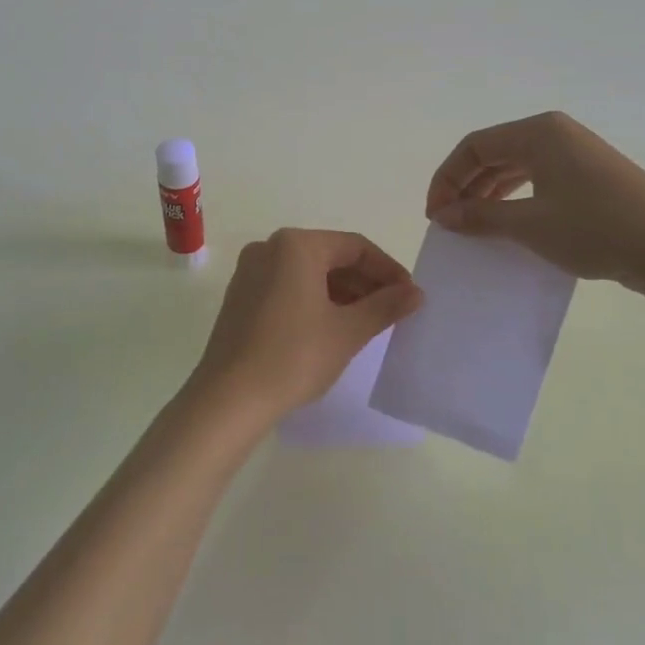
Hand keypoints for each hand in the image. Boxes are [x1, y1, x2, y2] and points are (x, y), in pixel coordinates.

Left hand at [186, 229, 422, 424]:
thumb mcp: (348, 331)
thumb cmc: (294, 356)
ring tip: (366, 322)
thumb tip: (415, 292)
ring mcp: (250, 271)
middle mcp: (269, 247)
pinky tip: (331, 327)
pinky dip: (313, 300)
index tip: (409, 295)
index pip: (355, 246)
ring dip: (340, 292)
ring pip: (307, 273)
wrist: (229, 398)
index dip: (387, 269)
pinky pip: (287, 287)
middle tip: (392, 311)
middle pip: (329, 256)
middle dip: (364, 282)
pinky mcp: (240, 296)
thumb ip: (385, 306)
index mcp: (296, 245)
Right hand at [426, 111, 644, 295]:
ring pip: (516, 166)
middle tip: (448, 222)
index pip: (475, 146)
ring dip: (488, 193)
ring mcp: (576, 153)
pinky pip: (538, 178)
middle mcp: (556, 134)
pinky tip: (507, 223)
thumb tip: (443, 216)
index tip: (435, 215)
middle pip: (494, 152)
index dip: (447, 178)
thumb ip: (481, 217)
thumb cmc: (596, 229)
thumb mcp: (530, 225)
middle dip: (466, 185)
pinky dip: (515, 197)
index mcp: (539, 132)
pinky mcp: (590, 176)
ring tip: (472, 225)